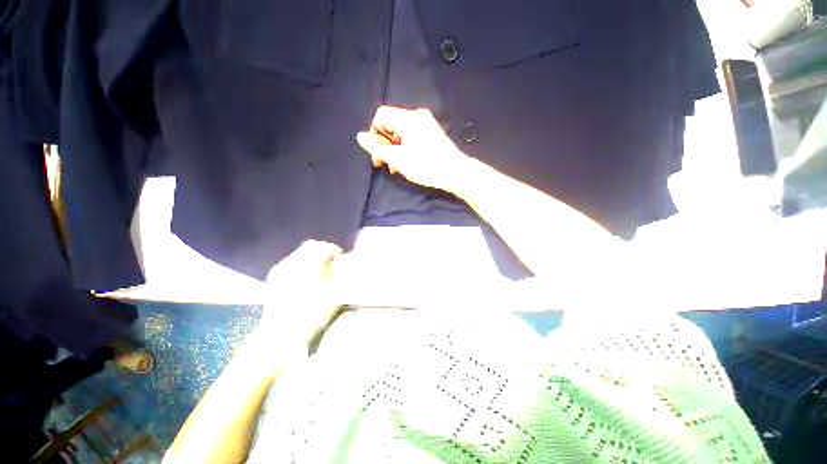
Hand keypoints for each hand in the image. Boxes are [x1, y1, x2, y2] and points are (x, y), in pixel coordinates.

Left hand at [256, 240, 343, 348]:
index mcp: (308, 264)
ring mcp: (281, 268)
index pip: (324, 247)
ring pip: (299, 252)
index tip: (340, 257)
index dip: (334, 250)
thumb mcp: (333, 294)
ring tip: (319, 269)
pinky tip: (305, 276)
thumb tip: (340, 263)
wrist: (281, 334)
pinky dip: (301, 263)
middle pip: (310, 245)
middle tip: (331, 261)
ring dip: (311, 256)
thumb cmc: (312, 314)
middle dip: (323, 250)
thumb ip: (338, 275)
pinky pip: (290, 261)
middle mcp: (293, 262)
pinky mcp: (274, 276)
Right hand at [356, 106, 470, 192]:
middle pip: (392, 125)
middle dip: (384, 144)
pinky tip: (406, 163)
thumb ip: (377, 147)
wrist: (456, 172)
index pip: (382, 115)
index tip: (376, 152)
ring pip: (402, 133)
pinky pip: (412, 136)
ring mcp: (427, 124)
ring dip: (394, 149)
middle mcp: (417, 116)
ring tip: (395, 168)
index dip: (374, 133)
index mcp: (407, 118)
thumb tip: (360, 136)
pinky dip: (406, 148)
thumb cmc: (425, 165)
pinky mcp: (433, 134)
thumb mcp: (397, 158)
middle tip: (383, 163)